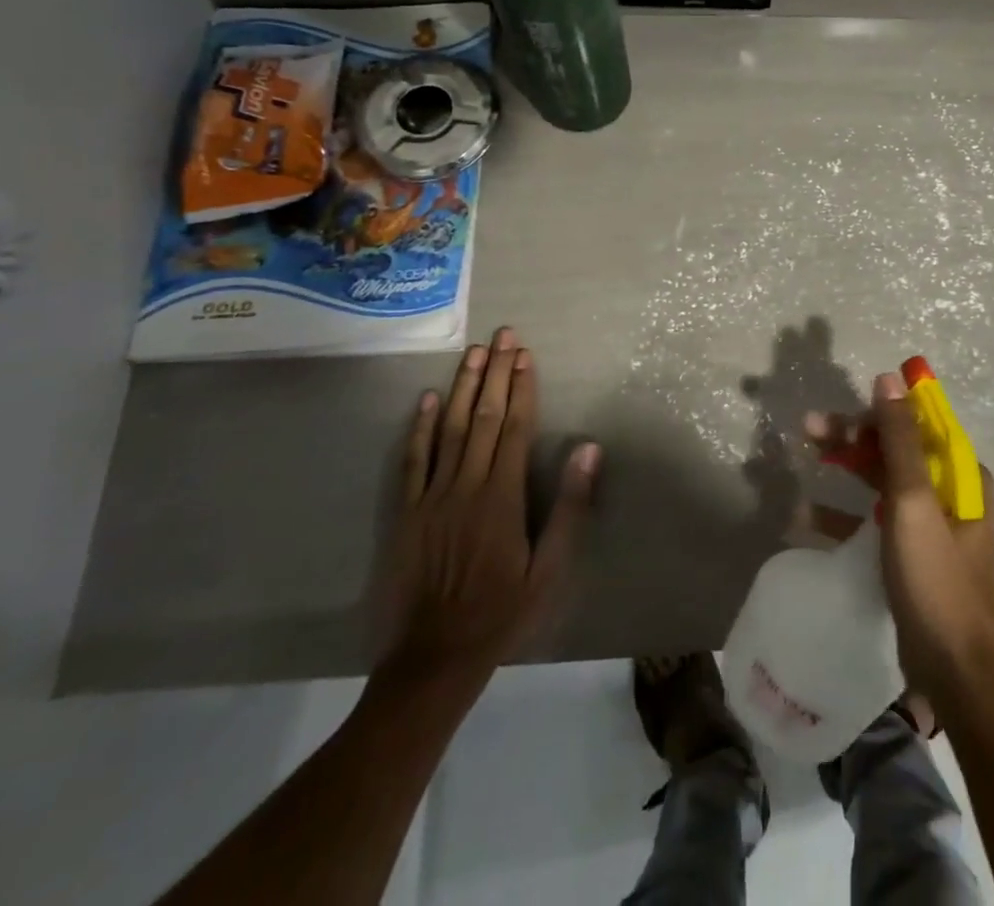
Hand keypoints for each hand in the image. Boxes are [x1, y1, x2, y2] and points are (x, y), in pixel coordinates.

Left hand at [380, 327, 601, 690]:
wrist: (433, 658)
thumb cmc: (502, 612)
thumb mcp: (550, 569)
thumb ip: (569, 507)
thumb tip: (587, 449)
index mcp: (502, 496)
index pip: (514, 427)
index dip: (521, 388)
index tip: (525, 355)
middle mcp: (466, 485)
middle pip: (483, 417)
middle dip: (495, 373)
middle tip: (503, 335)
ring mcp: (431, 497)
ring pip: (448, 429)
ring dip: (462, 387)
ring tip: (473, 352)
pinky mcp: (405, 513)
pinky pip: (412, 461)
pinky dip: (420, 428)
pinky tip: (427, 400)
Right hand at [807, 371, 993, 709]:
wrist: (957, 676)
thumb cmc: (937, 581)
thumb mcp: (914, 503)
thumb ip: (899, 439)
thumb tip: (891, 377)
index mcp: (960, 475)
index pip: (915, 423)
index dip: (875, 411)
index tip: (837, 411)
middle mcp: (949, 493)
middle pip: (895, 449)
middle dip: (852, 435)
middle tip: (807, 428)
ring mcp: (930, 526)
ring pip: (882, 480)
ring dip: (846, 467)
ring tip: (806, 456)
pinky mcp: (911, 556)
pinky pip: (874, 520)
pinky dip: (844, 515)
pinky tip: (806, 516)